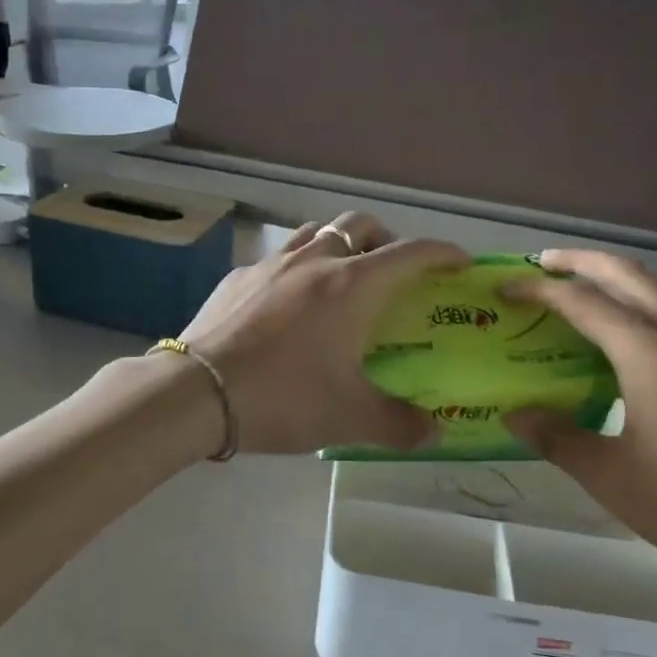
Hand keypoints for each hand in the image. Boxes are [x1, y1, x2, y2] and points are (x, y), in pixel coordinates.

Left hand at [177, 213, 467, 455]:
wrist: (197, 391)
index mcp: (352, 285)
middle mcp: (314, 261)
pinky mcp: (236, 278)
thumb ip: (400, 425)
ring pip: (315, 232)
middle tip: (393, 273)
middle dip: (387, 239)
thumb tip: (433, 432)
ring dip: (338, 245)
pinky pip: (276, 259)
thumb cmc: (284, 397)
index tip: (459, 263)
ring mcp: (270, 264)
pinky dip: (295, 269)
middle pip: (360, 225)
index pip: (411, 253)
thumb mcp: (351, 418)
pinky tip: (285, 304)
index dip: (442, 253)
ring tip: (340, 279)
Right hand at [503, 249, 656, 587]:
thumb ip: (557, 438)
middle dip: (583, 262)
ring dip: (619, 292)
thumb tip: (516, 415)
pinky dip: (649, 324)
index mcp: (652, 357)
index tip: (506, 290)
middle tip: (545, 263)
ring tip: (584, 313)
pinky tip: (638, 363)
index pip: (584, 303)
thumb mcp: (611, 477)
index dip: (540, 291)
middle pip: (631, 276)